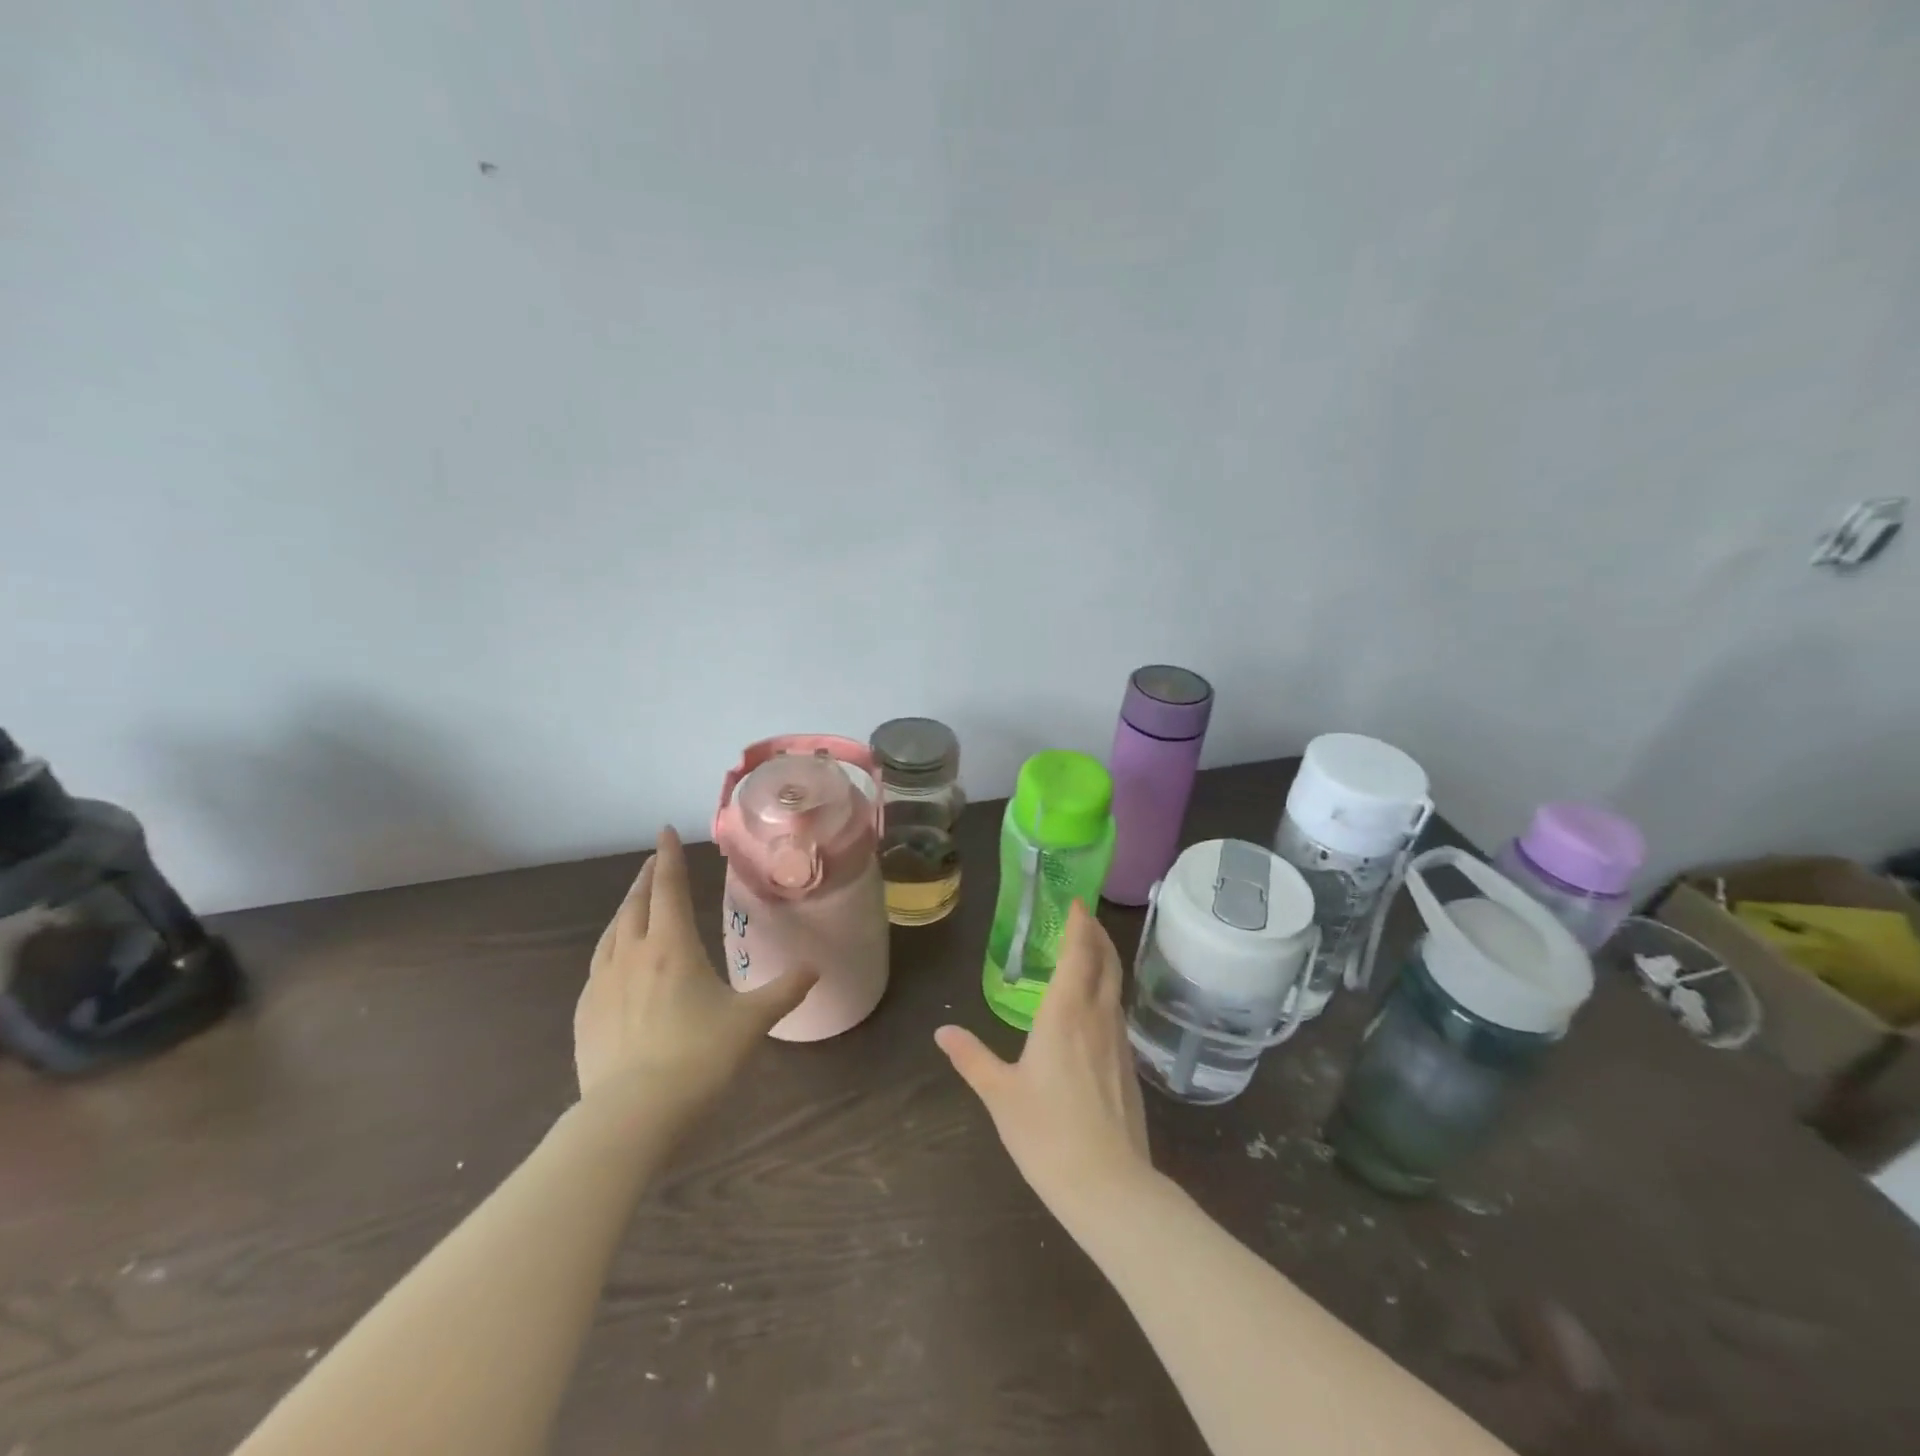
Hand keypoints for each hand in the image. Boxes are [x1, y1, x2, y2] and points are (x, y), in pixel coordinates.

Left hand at [574, 827, 815, 1117]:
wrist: (630, 1116)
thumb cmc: (698, 1058)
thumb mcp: (751, 1022)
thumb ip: (784, 991)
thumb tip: (814, 969)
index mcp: (671, 947)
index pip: (668, 887)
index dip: (668, 856)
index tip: (664, 831)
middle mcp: (632, 955)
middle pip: (636, 903)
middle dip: (647, 878)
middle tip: (654, 861)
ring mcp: (602, 984)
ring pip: (611, 932)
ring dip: (626, 910)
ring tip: (635, 904)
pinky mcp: (585, 1014)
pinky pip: (598, 965)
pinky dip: (611, 947)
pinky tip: (616, 961)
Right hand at [935, 901, 1151, 1216]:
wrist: (1109, 1185)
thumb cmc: (1047, 1133)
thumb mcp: (1000, 1094)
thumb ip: (972, 1058)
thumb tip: (942, 1033)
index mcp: (1066, 1013)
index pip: (1080, 952)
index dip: (1080, 924)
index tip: (1075, 902)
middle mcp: (1098, 1017)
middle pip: (1106, 961)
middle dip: (1096, 934)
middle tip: (1083, 918)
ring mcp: (1119, 1041)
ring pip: (1116, 987)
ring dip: (1104, 961)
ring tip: (1087, 954)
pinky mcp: (1129, 1066)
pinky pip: (1117, 1013)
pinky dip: (1106, 992)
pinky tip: (1093, 1009)